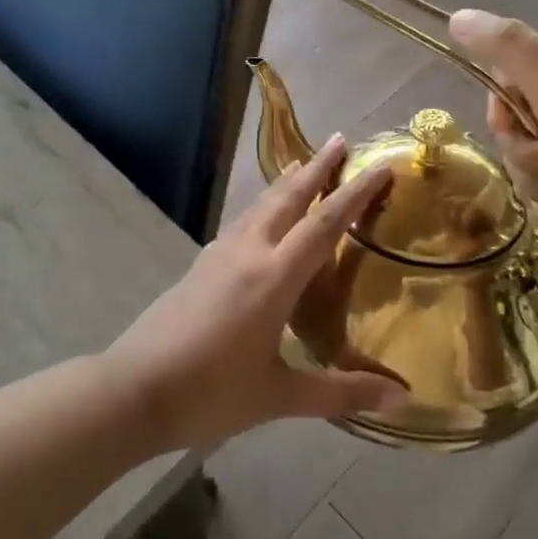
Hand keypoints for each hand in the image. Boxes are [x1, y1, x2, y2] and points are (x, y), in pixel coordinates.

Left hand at [105, 135, 406, 451]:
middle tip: (340, 140)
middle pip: (288, 198)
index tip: (379, 165)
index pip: (324, 224)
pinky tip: (263, 216)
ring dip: (287, 183)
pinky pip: (242, 221)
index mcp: (273, 277)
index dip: (355, 193)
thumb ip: (341, 392)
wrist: (134, 388)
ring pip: (260, 206)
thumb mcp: (280, 396)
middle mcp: (248, 252)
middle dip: (317, 168)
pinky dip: (264, 206)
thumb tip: (403, 398)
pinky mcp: (201, 264)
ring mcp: (219, 254)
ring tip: (303, 164)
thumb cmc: (211, 393)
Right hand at [447, 10, 537, 295]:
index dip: (513, 77)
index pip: (537, 53)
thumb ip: (515, 52)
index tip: (514, 105)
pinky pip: (527, 165)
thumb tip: (459, 16)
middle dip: (519, 124)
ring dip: (525, 157)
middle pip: (522, 95)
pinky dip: (532, 181)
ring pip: (519, 134)